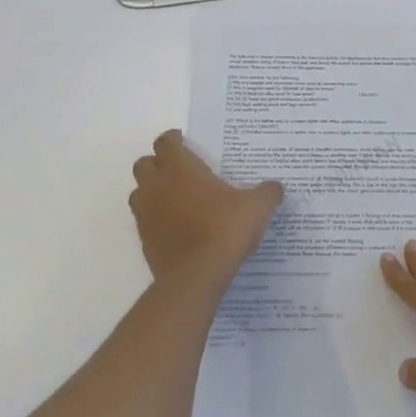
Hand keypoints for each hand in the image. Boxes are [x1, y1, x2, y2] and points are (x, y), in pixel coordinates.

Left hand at [129, 130, 282, 287]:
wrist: (196, 277)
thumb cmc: (224, 229)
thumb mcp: (256, 207)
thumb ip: (267, 192)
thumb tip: (276, 188)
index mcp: (180, 168)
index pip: (165, 142)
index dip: (174, 140)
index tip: (187, 143)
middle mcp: (157, 186)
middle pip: (144, 164)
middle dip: (158, 164)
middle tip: (180, 171)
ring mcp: (146, 215)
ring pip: (139, 193)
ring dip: (152, 191)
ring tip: (176, 199)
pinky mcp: (144, 241)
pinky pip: (144, 221)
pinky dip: (156, 220)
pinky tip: (178, 228)